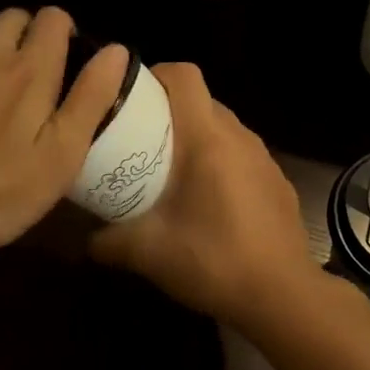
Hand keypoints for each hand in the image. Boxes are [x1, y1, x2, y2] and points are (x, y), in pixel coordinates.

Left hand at [0, 7, 128, 258]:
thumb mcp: (61, 154)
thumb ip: (91, 98)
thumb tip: (116, 50)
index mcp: (29, 69)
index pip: (53, 18)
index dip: (68, 33)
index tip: (73, 66)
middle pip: (14, 19)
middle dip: (32, 36)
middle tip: (42, 82)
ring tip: (2, 115)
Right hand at [89, 62, 324, 327]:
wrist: (283, 295)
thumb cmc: (214, 261)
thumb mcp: (149, 252)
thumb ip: (109, 240)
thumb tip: (85, 240)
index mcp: (207, 139)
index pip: (185, 76)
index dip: (156, 74)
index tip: (132, 97)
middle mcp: (239, 136)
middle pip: (202, 100)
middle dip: (169, 110)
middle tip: (140, 139)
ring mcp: (263, 157)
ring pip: (223, 126)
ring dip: (196, 136)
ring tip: (171, 169)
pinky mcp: (277, 180)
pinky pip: (241, 152)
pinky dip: (220, 160)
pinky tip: (209, 199)